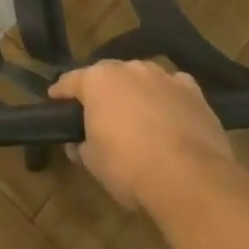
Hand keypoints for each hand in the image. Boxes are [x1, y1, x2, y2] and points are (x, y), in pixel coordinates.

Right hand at [50, 60, 237, 215]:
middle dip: (101, 91)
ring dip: (135, 92)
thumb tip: (78, 145)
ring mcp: (163, 77)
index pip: (69, 81)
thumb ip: (82, 147)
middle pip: (107, 75)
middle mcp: (128, 69)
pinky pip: (174, 87)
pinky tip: (170, 113)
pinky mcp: (194, 93)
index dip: (60, 94)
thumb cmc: (129, 166)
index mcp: (96, 80)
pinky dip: (168, 97)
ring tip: (136, 115)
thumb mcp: (93, 162)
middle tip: (98, 113)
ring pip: (141, 78)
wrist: (191, 179)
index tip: (55, 102)